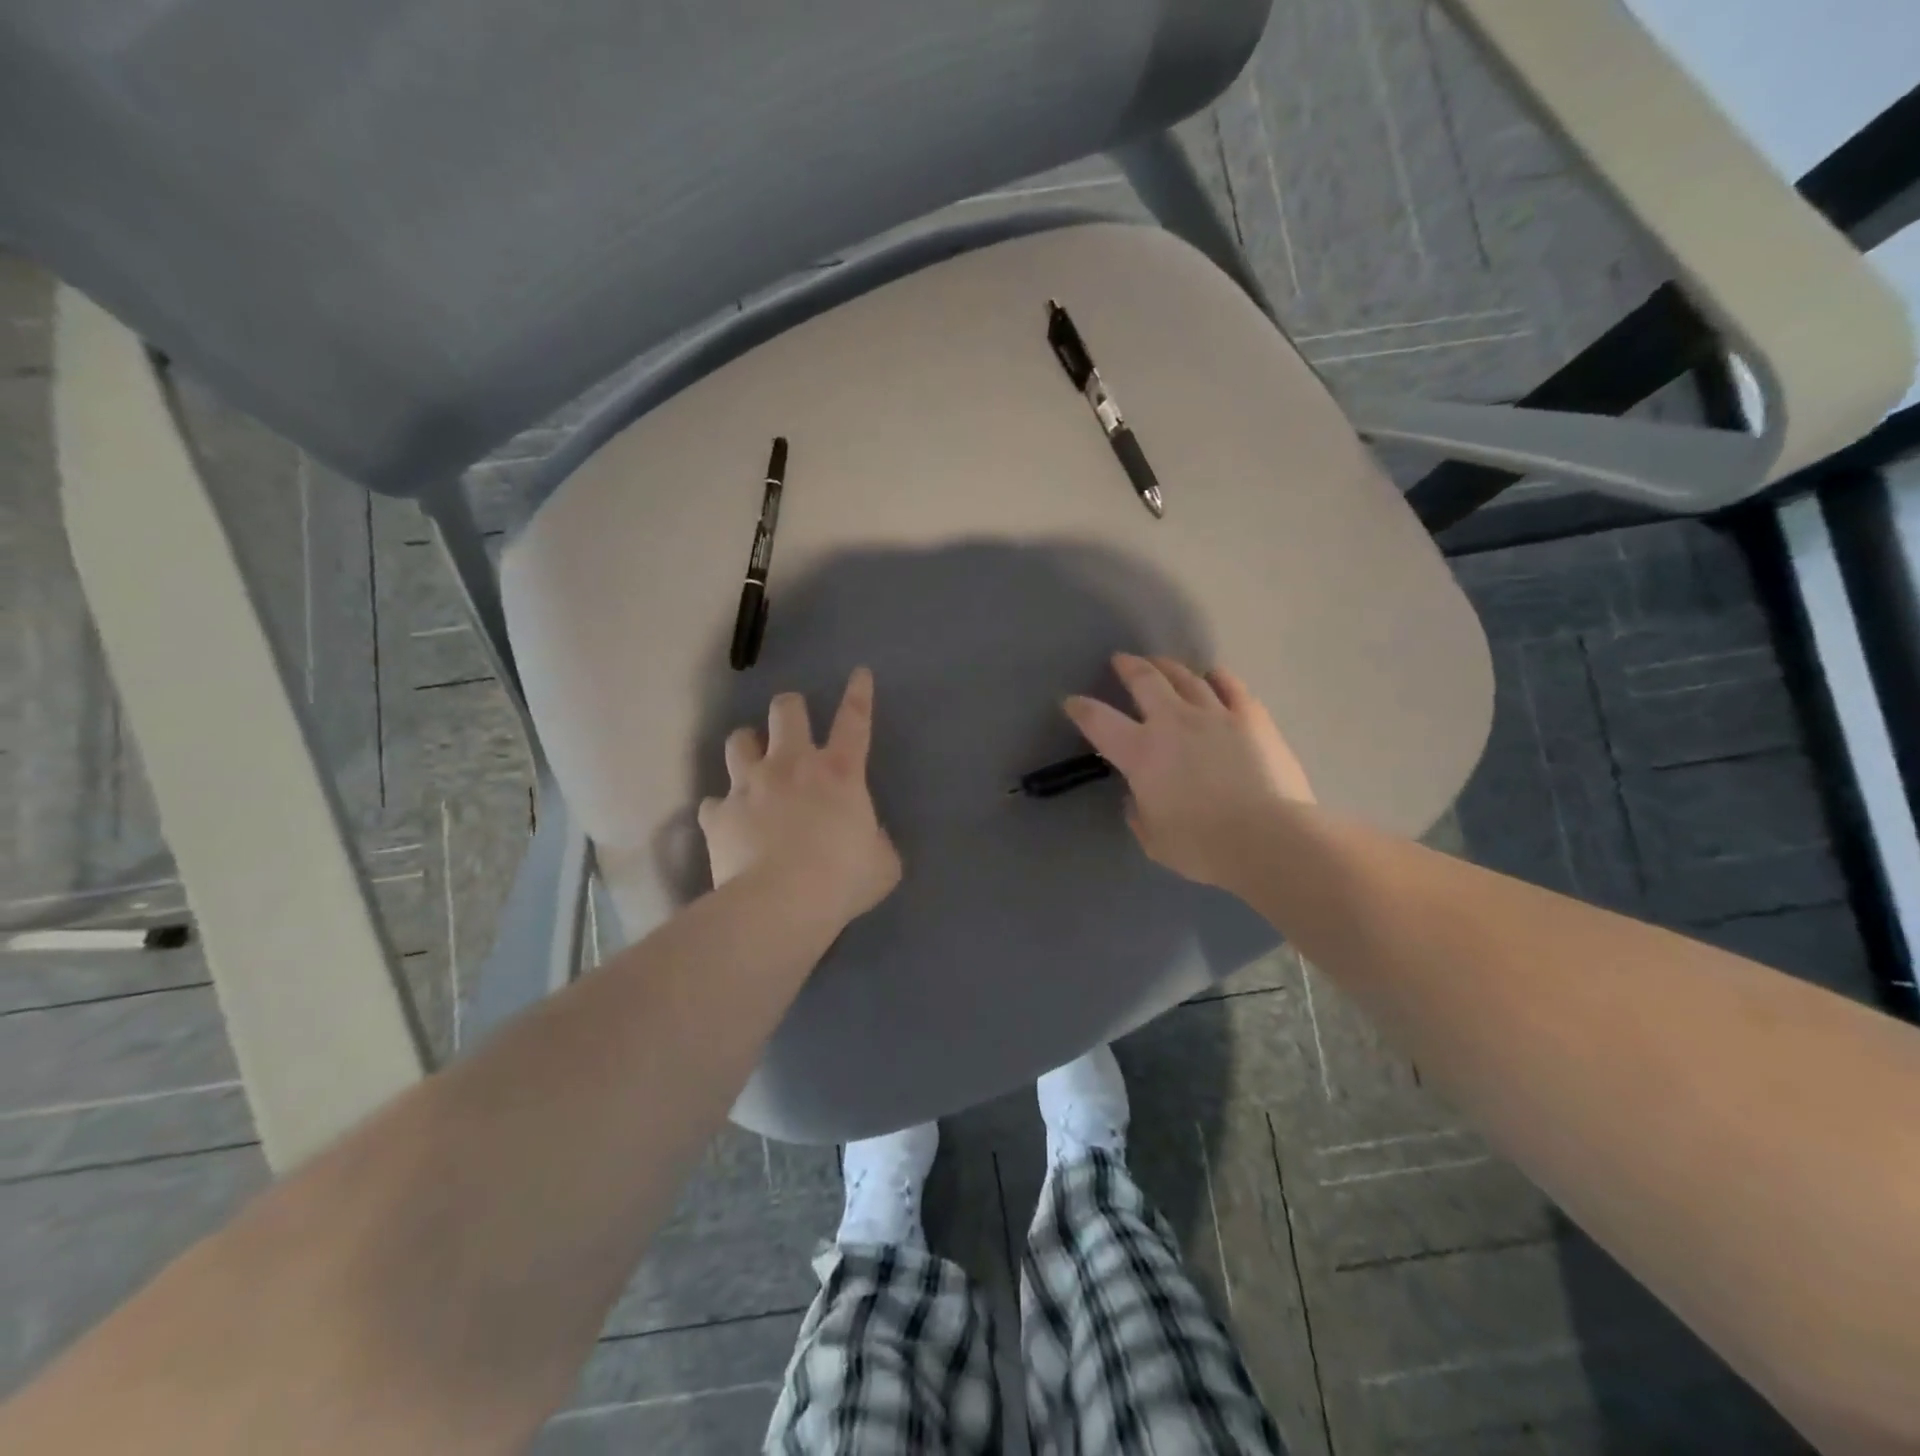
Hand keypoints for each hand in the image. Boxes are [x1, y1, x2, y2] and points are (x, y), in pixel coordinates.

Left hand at [699, 667, 901, 926]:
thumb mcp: (882, 864)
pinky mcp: (718, 814)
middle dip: (789, 709)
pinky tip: (726, 822)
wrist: (781, 903)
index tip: (859, 673)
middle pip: (785, 710)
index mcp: (838, 772)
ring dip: (747, 747)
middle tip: (791, 723)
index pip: (855, 720)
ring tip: (751, 762)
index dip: (859, 694)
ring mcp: (749, 785)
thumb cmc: (842, 879)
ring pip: (739, 741)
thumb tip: (869, 840)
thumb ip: (877, 843)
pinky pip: (713, 802)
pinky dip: (721, 809)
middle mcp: (791, 765)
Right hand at [1064, 654, 1312, 891]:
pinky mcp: (1251, 718)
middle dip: (1128, 667)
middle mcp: (1173, 722)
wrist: (1267, 838)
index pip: (1099, 721)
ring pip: (1186, 678)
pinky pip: (1231, 687)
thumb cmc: (1202, 846)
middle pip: (1145, 681)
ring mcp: (1215, 714)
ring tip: (1160, 662)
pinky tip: (1213, 674)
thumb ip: (1140, 814)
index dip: (1081, 708)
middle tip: (1121, 660)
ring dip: (1168, 667)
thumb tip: (1138, 798)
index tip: (1071, 700)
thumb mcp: (1154, 840)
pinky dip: (1217, 677)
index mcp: (1141, 753)